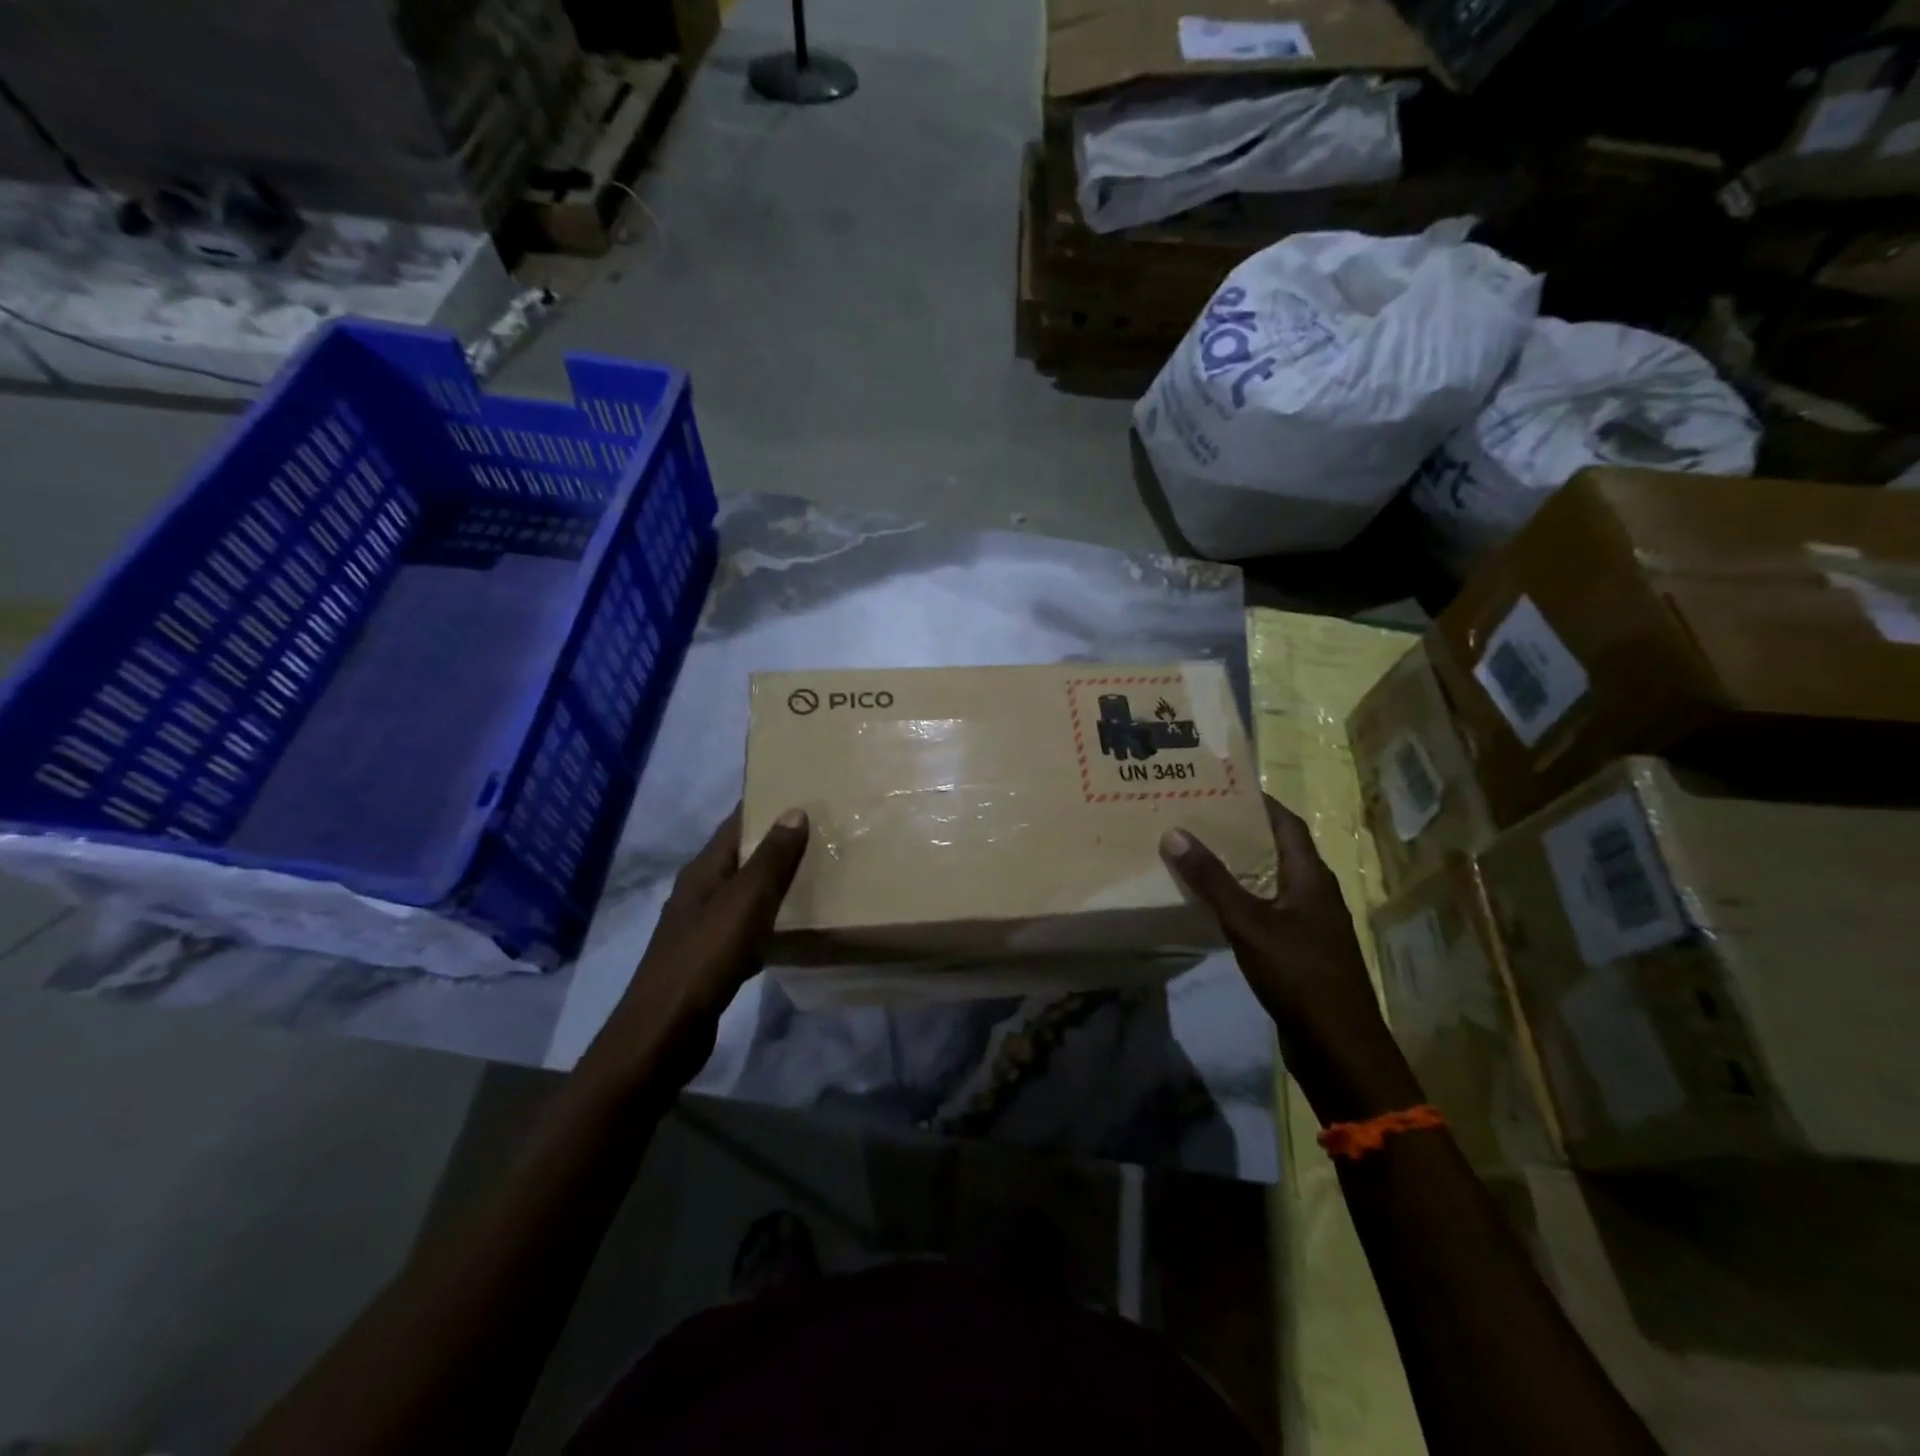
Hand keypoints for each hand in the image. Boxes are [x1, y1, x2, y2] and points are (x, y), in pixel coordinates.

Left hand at [580, 807, 809, 1095]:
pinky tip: (794, 926)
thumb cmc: (704, 957)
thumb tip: (794, 810)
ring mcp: (702, 927)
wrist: (664, 1034)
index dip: (765, 805)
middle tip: (823, 831)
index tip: (804, 791)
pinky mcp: (710, 959)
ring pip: (745, 892)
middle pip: (741, 856)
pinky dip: (770, 919)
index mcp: (703, 871)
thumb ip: (771, 858)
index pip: (735, 823)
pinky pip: (746, 927)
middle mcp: (699, 892)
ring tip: (818, 871)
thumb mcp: (744, 902)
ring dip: (775, 881)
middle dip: (777, 842)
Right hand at [1161, 796, 1422, 1123]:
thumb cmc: (1300, 975)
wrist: (1339, 1048)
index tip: (1218, 785)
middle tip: (1193, 815)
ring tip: (1193, 851)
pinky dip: (1238, 898)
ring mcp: (1307, 923)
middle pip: (1275, 848)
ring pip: (1268, 880)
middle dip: (1238, 830)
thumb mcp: (1250, 923)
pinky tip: (1209, 903)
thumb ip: (1212, 880)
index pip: (1286, 822)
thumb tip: (1175, 832)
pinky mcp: (1297, 949)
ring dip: (1236, 865)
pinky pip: (1264, 909)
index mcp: (1311, 876)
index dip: (1256, 801)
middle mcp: (1312, 892)